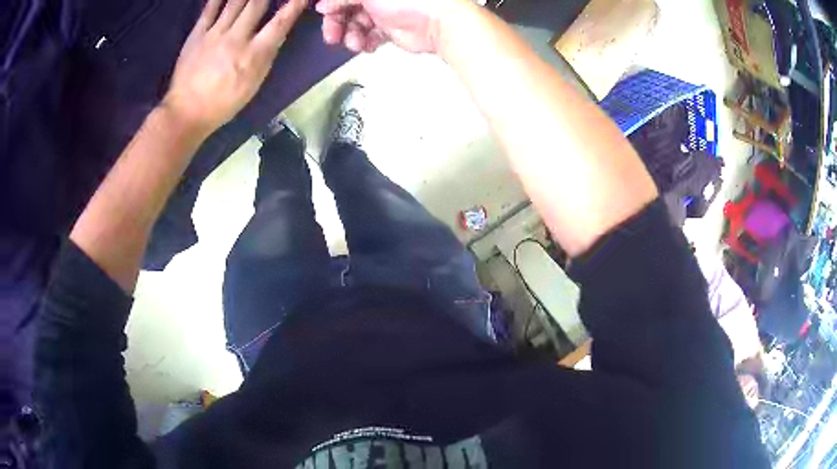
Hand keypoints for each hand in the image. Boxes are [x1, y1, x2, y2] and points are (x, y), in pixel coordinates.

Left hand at [163, 0, 306, 135]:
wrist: (186, 112)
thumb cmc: (223, 103)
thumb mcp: (253, 84)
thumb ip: (265, 56)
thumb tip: (276, 33)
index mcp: (254, 54)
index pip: (280, 22)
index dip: (294, 5)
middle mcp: (237, 38)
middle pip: (257, 4)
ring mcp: (215, 34)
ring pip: (235, 2)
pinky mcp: (197, 34)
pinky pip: (210, 9)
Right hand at [315, 0, 454, 53]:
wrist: (438, 22)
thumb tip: (322, 6)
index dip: (331, 5)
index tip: (323, 14)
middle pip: (347, 9)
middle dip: (337, 23)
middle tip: (332, 37)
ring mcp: (383, 11)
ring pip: (356, 24)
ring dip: (351, 35)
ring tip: (355, 43)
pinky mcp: (390, 29)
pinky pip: (369, 35)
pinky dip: (365, 42)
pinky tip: (367, 45)